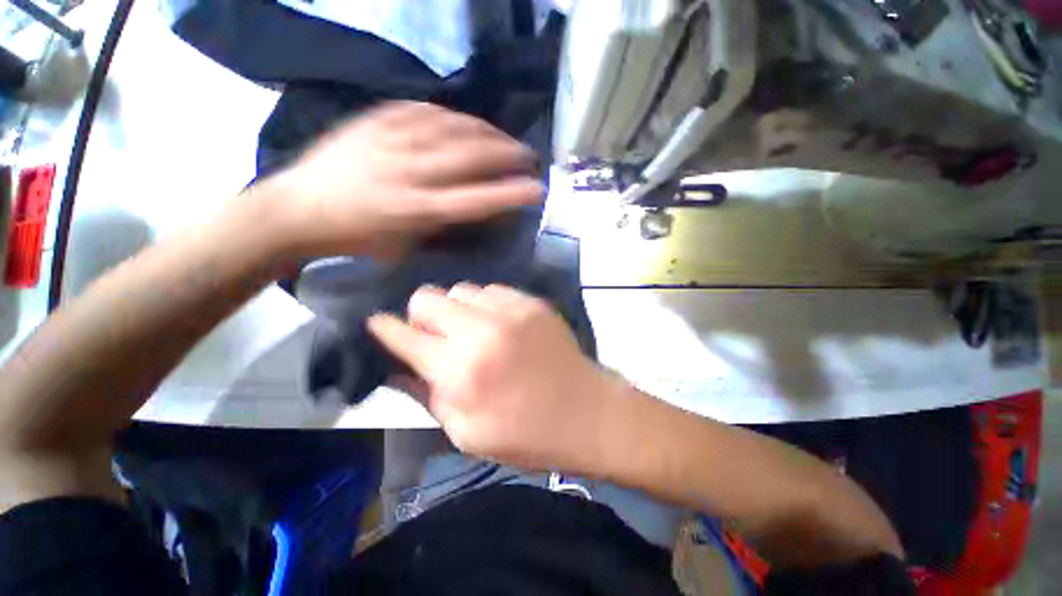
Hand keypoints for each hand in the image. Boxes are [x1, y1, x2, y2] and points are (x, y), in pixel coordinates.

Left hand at [256, 102, 542, 259]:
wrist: (296, 209)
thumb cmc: (357, 239)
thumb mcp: (404, 246)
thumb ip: (443, 228)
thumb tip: (475, 211)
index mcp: (415, 210)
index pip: (476, 199)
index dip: (511, 194)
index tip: (537, 189)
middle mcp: (408, 171)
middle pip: (470, 156)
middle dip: (508, 154)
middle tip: (528, 156)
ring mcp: (390, 140)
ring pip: (452, 127)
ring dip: (487, 132)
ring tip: (505, 138)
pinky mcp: (375, 120)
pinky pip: (424, 110)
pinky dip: (453, 116)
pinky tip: (466, 122)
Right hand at [368, 284, 622, 472]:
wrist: (586, 412)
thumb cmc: (525, 434)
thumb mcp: (465, 433)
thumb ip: (426, 395)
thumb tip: (397, 367)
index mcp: (460, 370)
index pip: (403, 334)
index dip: (384, 328)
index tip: (379, 326)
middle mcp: (481, 330)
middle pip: (428, 297)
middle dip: (422, 315)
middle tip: (434, 335)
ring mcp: (510, 310)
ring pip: (461, 289)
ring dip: (457, 309)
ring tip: (471, 330)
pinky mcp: (532, 302)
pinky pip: (493, 290)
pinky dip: (486, 304)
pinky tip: (498, 324)